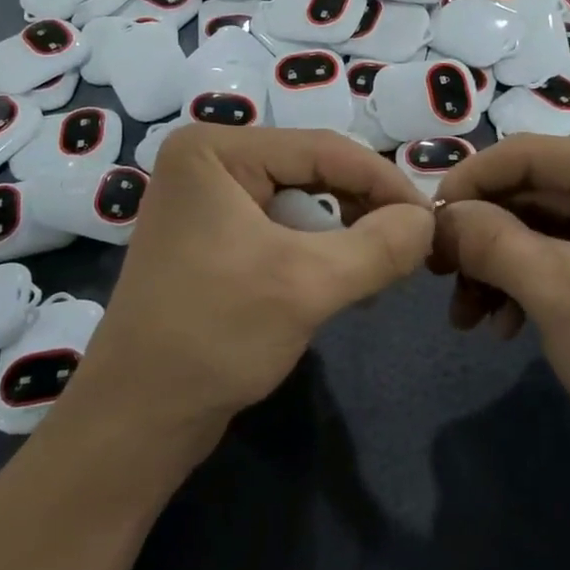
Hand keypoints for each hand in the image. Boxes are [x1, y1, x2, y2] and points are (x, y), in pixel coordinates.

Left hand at [76, 126, 434, 441]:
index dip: (384, 181)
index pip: (322, 148)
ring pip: (303, 202)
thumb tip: (430, 221)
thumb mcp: (307, 285)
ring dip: (345, 236)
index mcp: (214, 149)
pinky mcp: (214, 237)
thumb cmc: (214, 337)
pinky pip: (282, 229)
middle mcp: (208, 161)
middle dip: (364, 210)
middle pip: (313, 171)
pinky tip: (344, 283)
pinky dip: (317, 253)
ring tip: (379, 273)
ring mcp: (208, 201)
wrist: (137, 420)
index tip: (431, 220)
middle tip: (411, 248)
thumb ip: (379, 246)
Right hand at [430, 136, 569, 476]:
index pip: (528, 154)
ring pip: (542, 232)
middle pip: (533, 193)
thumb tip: (437, 218)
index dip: (469, 183)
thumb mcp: (556, 290)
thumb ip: (488, 240)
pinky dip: (526, 287)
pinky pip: (563, 262)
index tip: (424, 226)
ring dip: (497, 268)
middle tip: (437, 277)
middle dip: (482, 236)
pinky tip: (502, 327)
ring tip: (465, 318)